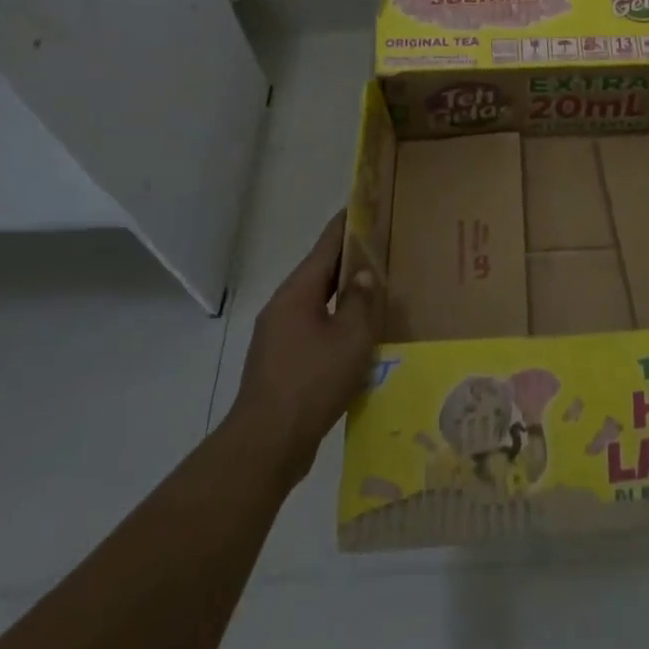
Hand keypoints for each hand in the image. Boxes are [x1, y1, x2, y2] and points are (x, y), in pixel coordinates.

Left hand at [231, 211, 379, 485]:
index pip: (326, 244)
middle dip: (349, 258)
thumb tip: (364, 274)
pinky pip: (312, 328)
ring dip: (342, 294)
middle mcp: (283, 306)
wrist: (266, 444)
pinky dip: (334, 321)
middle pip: (320, 271)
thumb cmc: (312, 382)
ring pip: (316, 302)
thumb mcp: (350, 338)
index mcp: (298, 292)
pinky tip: (355, 336)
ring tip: (375, 290)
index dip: (348, 223)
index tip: (366, 204)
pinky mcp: (280, 362)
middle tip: (383, 247)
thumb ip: (361, 301)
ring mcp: (277, 335)